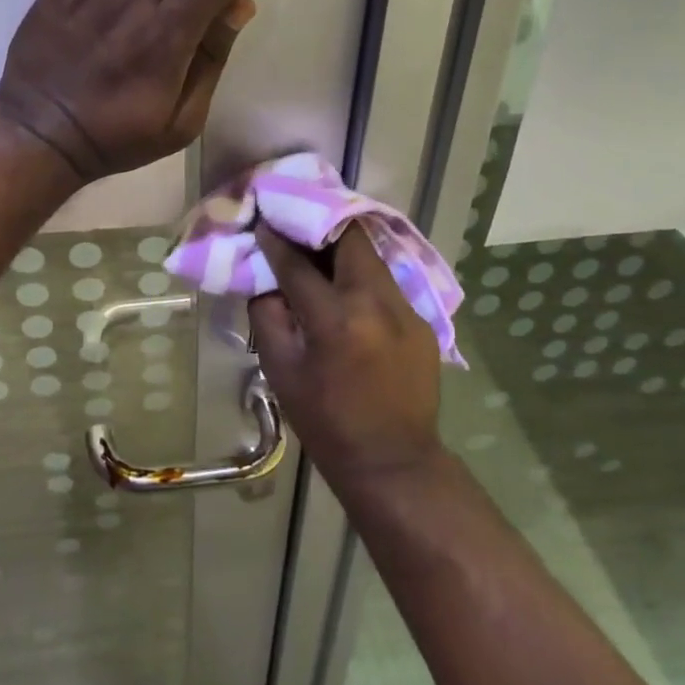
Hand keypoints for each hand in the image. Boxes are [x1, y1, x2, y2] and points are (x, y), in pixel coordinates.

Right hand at [250, 223, 444, 488]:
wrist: (394, 463)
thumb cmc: (327, 422)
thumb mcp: (281, 372)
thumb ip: (268, 317)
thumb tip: (266, 280)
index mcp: (336, 320)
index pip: (298, 264)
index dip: (276, 241)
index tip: (263, 221)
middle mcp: (376, 303)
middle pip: (348, 239)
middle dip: (318, 227)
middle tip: (296, 225)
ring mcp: (405, 309)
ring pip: (370, 256)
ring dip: (342, 247)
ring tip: (318, 249)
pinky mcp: (420, 320)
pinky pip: (385, 282)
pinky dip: (360, 275)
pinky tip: (346, 288)